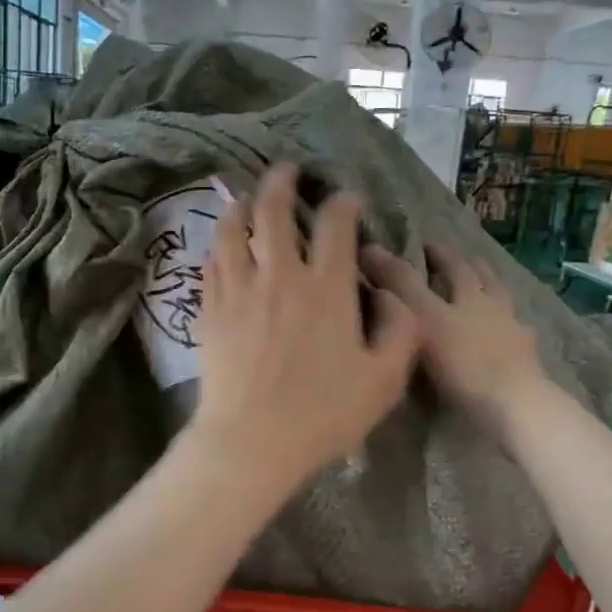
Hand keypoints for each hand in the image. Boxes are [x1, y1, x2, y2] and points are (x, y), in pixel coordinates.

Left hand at [190, 165, 419, 490]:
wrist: (252, 441)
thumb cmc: (323, 414)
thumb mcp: (384, 379)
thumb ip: (400, 331)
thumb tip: (395, 296)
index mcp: (327, 288)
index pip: (335, 225)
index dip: (343, 203)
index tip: (347, 199)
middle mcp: (280, 276)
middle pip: (274, 211)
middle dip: (281, 182)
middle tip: (286, 170)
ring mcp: (239, 290)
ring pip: (233, 230)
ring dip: (241, 205)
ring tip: (246, 196)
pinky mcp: (210, 310)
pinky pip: (211, 263)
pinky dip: (218, 244)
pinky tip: (222, 244)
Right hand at [362, 244, 546, 439]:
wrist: (514, 407)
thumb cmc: (463, 362)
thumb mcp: (422, 318)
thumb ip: (398, 284)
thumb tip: (370, 247)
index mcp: (471, 294)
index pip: (453, 265)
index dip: (437, 253)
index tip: (424, 244)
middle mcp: (495, 308)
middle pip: (484, 280)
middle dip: (469, 266)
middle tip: (459, 259)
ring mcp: (515, 336)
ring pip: (504, 304)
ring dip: (493, 292)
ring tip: (485, 291)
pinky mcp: (527, 364)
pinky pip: (516, 337)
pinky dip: (508, 330)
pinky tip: (507, 335)